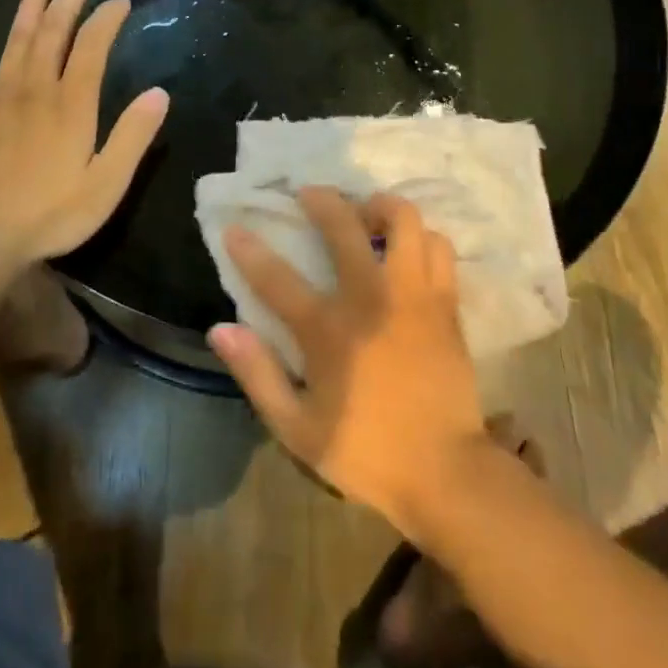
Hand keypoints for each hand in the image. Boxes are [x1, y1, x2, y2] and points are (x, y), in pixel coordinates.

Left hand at [0, 0, 168, 265]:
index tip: (121, 0)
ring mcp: (0, 94)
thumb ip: (133, 136)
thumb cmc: (51, 213)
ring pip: (17, 37)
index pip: (93, 45)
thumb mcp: (106, 183)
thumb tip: (159, 93)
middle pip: (54, 30)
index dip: (107, 18)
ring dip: (29, 2)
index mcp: (72, 103)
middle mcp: (36, 86)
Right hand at [209, 189, 487, 534]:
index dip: (249, 249)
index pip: (277, 278)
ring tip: (367, 216)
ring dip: (380, 208)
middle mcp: (372, 298)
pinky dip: (419, 237)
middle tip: (311, 194)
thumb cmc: (367, 452)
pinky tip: (405, 249)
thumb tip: (221, 329)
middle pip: (345, 225)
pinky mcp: (446, 303)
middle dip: (322, 199)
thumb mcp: (297, 429)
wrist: (447, 473)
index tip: (234, 228)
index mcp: (329, 330)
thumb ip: (258, 375)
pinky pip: (438, 246)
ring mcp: (415, 295)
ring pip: (404, 220)